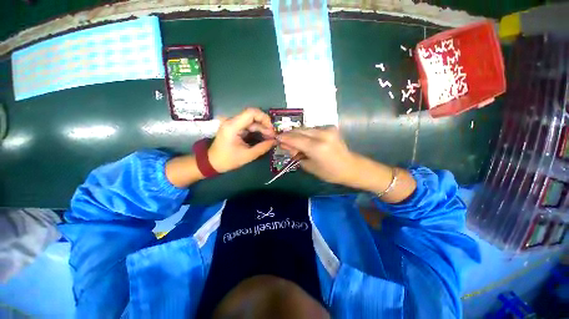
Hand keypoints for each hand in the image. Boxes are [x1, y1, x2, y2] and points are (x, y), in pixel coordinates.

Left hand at [208, 108, 275, 172]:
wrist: (212, 162)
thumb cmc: (228, 160)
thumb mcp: (247, 155)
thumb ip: (263, 147)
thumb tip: (275, 141)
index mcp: (233, 126)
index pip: (251, 112)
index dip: (264, 118)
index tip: (271, 129)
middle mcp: (232, 121)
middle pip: (253, 117)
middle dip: (265, 125)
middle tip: (273, 136)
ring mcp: (233, 124)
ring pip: (252, 121)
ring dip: (262, 129)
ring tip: (270, 138)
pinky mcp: (235, 127)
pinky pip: (249, 125)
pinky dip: (257, 131)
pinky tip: (264, 137)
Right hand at [277, 126, 357, 184]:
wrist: (350, 167)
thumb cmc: (329, 172)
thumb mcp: (309, 166)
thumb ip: (296, 154)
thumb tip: (286, 145)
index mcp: (317, 147)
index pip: (295, 139)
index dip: (284, 138)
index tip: (276, 138)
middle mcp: (322, 134)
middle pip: (299, 130)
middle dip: (289, 135)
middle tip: (283, 141)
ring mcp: (328, 129)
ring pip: (305, 128)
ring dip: (297, 134)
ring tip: (294, 142)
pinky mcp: (330, 127)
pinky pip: (312, 129)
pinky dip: (305, 133)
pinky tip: (304, 140)